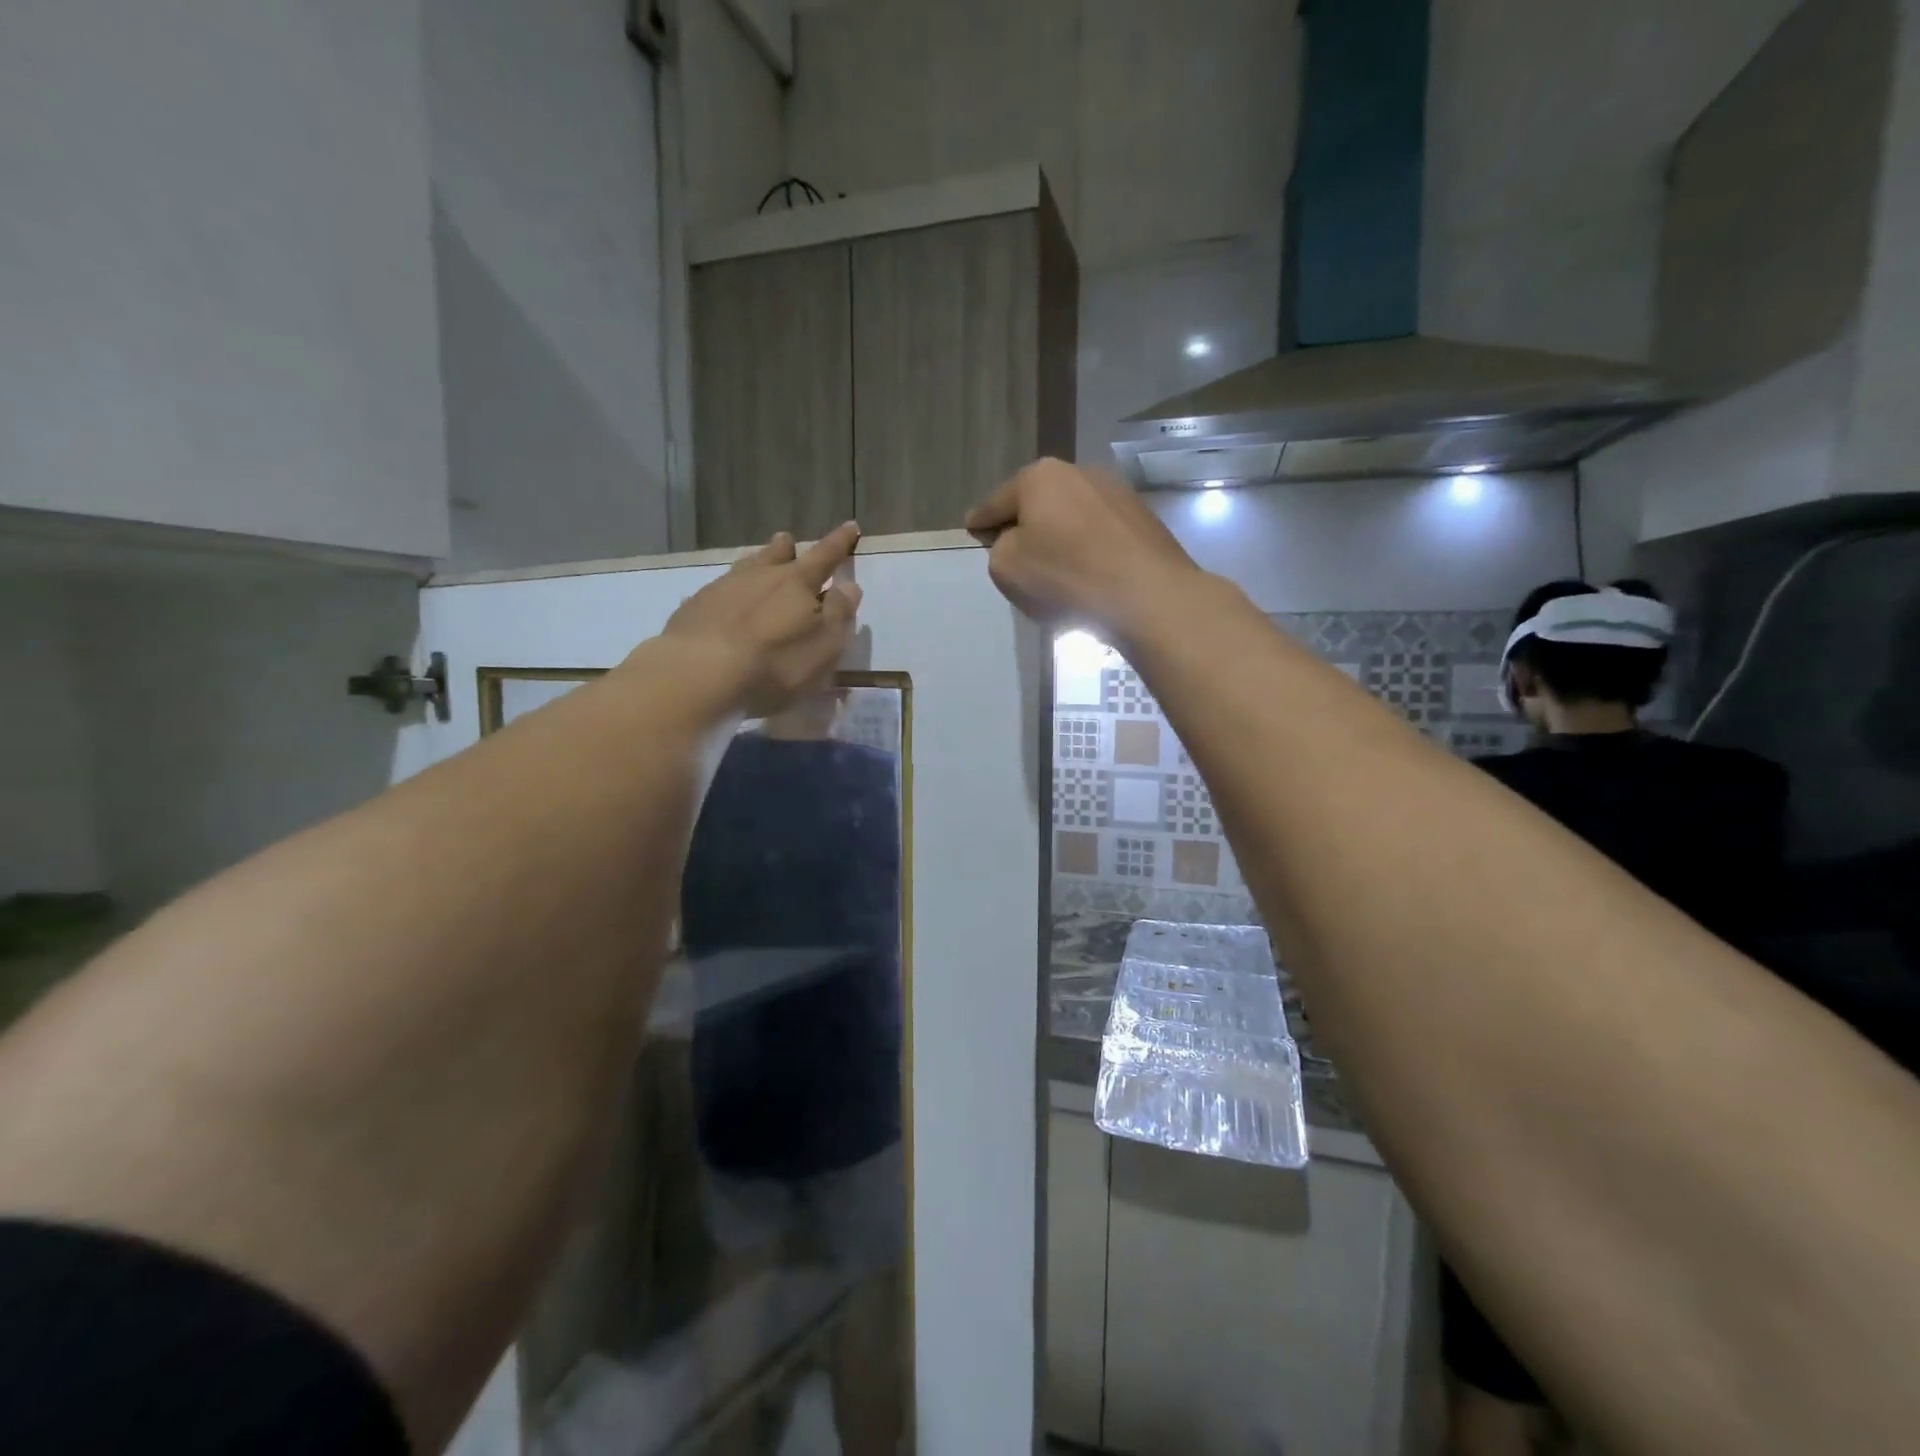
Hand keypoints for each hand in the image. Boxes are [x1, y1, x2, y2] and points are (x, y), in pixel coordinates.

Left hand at [662, 523, 863, 716]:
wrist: (699, 671)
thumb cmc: (775, 662)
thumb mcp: (824, 645)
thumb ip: (839, 613)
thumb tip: (849, 586)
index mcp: (797, 582)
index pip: (825, 556)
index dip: (840, 543)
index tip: (850, 526)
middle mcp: (760, 576)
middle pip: (777, 554)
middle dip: (788, 548)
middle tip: (790, 541)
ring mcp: (722, 588)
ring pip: (745, 568)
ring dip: (757, 564)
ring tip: (758, 563)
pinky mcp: (694, 607)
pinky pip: (717, 591)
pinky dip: (728, 592)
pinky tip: (723, 601)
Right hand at [964, 458, 1202, 640]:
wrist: (1148, 596)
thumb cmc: (1067, 578)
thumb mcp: (1007, 568)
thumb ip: (998, 547)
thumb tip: (1016, 540)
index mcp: (1039, 477)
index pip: (996, 502)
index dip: (980, 521)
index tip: (971, 530)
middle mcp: (1078, 471)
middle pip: (1036, 501)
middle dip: (1023, 523)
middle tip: (1013, 553)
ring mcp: (1115, 492)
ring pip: (1070, 514)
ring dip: (1058, 535)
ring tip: (1054, 567)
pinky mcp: (1142, 517)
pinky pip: (1099, 531)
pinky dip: (1087, 546)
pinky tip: (1087, 572)